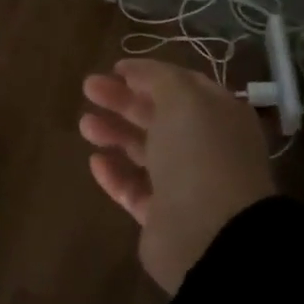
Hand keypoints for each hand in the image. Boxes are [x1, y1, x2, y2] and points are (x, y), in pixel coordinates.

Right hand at [80, 59, 276, 294]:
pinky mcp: (162, 216)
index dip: (148, 75)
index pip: (182, 87)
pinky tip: (95, 161)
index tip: (114, 69)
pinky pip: (134, 189)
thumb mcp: (183, 99)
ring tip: (85, 125)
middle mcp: (205, 148)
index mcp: (219, 116)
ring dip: (114, 133)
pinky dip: (114, 173)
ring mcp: (184, 184)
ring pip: (144, 151)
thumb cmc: (200, 154)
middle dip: (123, 100)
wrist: (211, 234)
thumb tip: (133, 71)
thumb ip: (157, 78)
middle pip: (158, 117)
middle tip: (88, 88)